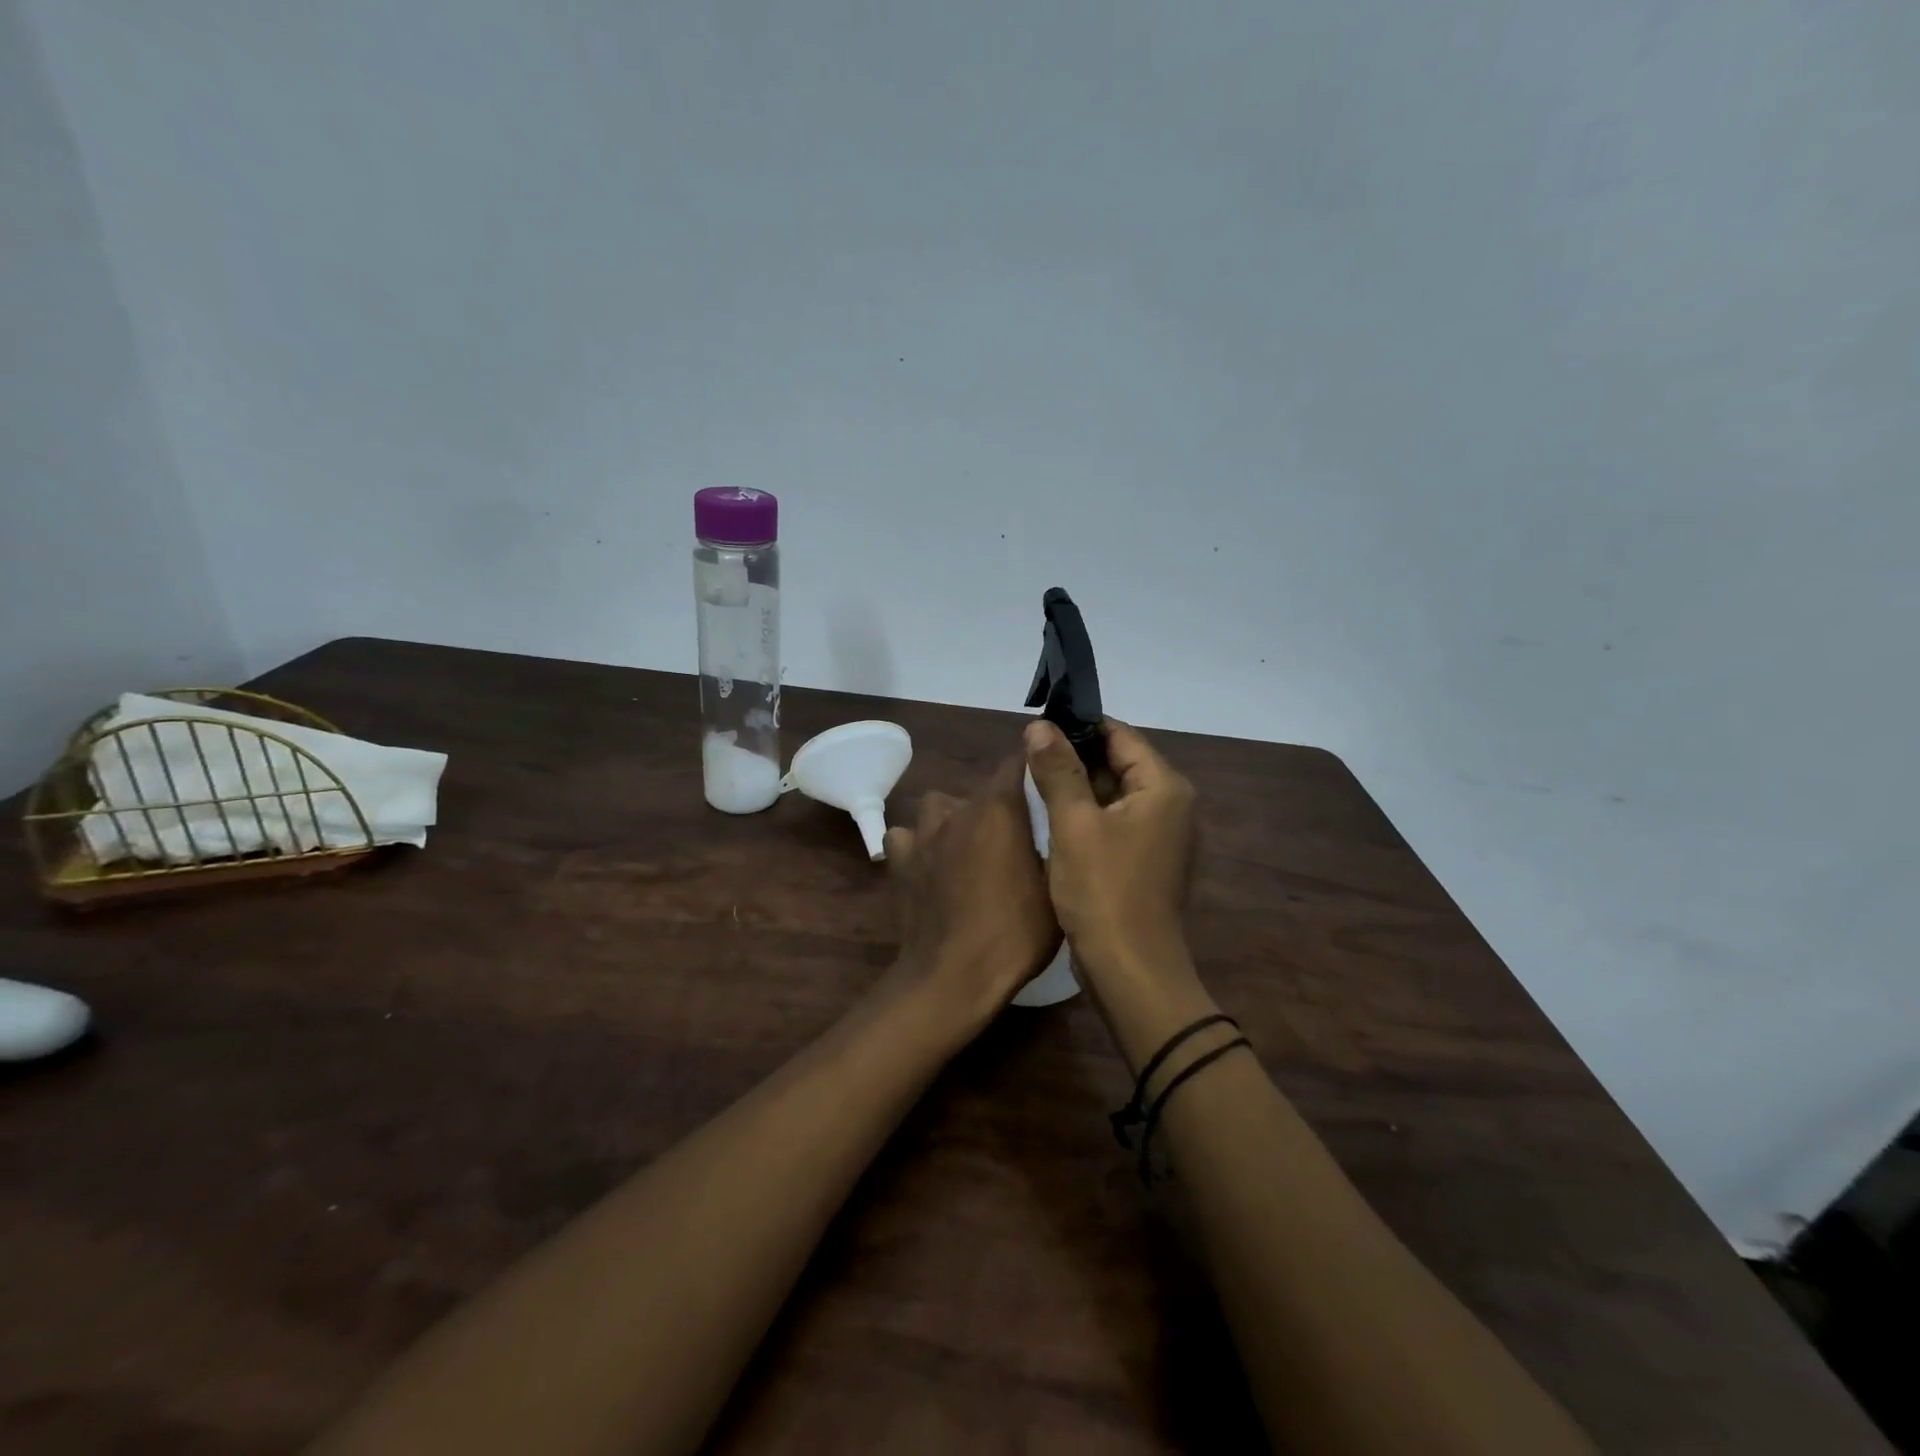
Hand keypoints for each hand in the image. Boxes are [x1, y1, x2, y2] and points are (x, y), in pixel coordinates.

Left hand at [883, 755, 1060, 1022]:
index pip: (1018, 762)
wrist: (953, 976)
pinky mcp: (900, 861)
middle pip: (982, 790)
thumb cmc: (1015, 933)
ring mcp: (924, 835)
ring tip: (970, 847)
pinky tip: (931, 865)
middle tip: (1017, 836)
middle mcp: (958, 810)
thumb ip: (1056, 845)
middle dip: (1001, 805)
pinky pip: (907, 837)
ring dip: (955, 819)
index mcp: (999, 809)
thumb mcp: (1056, 889)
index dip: (1035, 766)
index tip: (1049, 779)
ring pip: (940, 807)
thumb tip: (1058, 823)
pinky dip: (918, 845)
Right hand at [1023, 718, 1196, 980]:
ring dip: (1077, 786)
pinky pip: (1114, 820)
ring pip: (1113, 792)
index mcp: (1163, 787)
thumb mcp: (1074, 824)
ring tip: (1032, 780)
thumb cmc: (1103, 891)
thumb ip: (1058, 770)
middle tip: (1027, 754)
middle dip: (1074, 756)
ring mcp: (1160, 834)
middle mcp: (1170, 804)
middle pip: (1118, 761)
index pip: (1119, 735)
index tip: (1037, 726)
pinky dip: (1086, 814)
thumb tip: (1039, 726)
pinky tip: (1052, 817)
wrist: (1130, 970)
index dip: (1078, 726)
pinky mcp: (1145, 859)